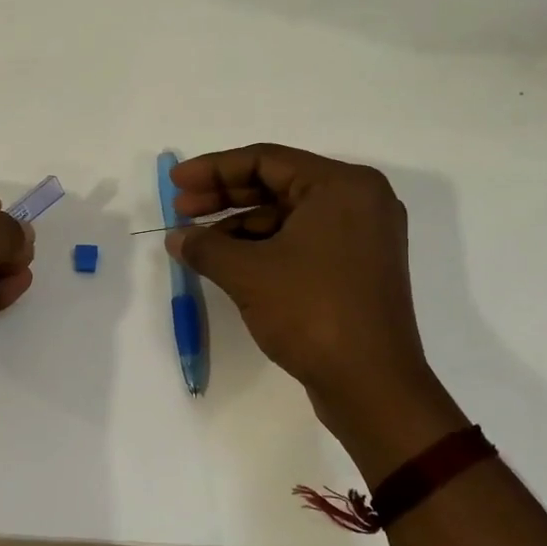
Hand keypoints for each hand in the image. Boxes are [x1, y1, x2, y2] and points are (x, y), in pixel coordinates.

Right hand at [166, 144, 465, 477]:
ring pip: (286, 215)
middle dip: (223, 196)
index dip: (213, 169)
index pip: (265, 160)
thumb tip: (177, 238)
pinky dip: (261, 246)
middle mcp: (358, 201)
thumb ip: (205, 246)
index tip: (175, 183)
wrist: (371, 384)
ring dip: (238, 224)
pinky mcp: (355, 267)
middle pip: (277, 184)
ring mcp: (360, 236)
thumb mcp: (248, 273)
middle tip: (181, 208)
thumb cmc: (311, 312)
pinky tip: (226, 262)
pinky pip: (300, 240)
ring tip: (196, 242)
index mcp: (342, 186)